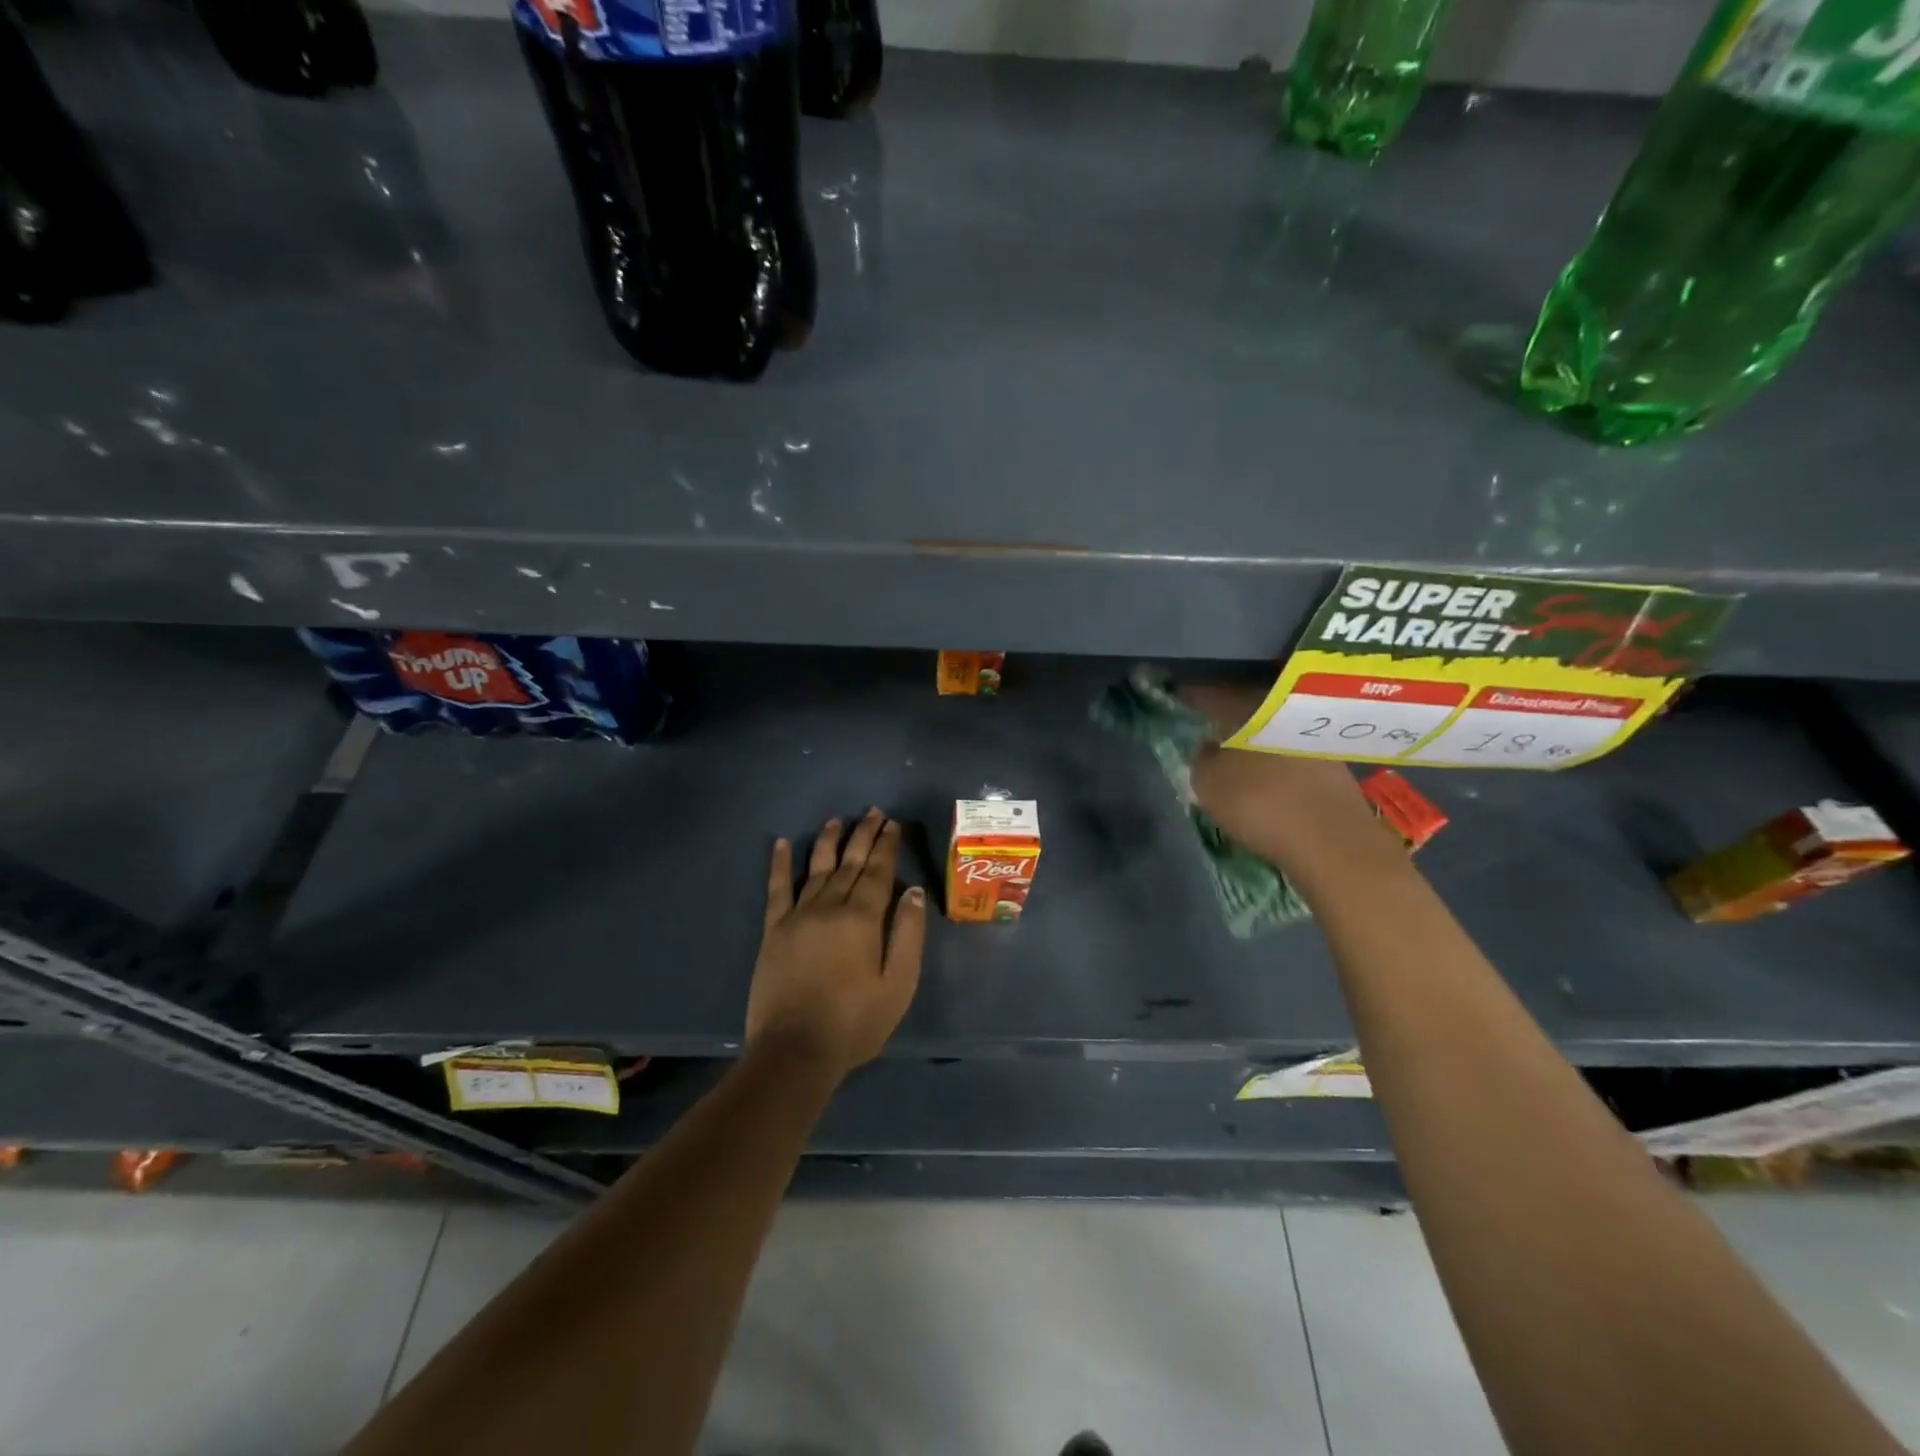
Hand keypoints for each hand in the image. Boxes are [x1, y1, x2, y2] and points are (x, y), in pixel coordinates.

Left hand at [746, 809, 926, 1081]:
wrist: (795, 1051)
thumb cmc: (855, 1022)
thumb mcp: (898, 985)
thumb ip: (908, 934)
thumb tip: (913, 891)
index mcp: (862, 918)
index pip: (878, 871)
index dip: (886, 846)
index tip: (893, 824)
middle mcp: (829, 906)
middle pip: (849, 862)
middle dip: (863, 835)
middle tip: (873, 812)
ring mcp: (797, 916)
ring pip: (816, 868)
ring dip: (828, 841)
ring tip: (837, 820)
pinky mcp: (773, 930)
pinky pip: (777, 889)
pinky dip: (779, 864)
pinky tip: (780, 843)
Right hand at [1180, 684, 1400, 874]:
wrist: (1332, 840)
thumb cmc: (1259, 805)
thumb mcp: (1208, 784)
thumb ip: (1202, 759)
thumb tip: (1208, 745)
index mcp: (1248, 708)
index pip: (1214, 694)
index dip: (1194, 695)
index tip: (1181, 698)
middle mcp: (1283, 712)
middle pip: (1248, 706)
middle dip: (1230, 714)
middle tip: (1211, 726)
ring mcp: (1312, 736)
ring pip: (1274, 728)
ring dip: (1257, 738)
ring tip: (1239, 754)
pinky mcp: (1334, 763)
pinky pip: (1294, 751)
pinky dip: (1279, 759)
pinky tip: (1269, 776)